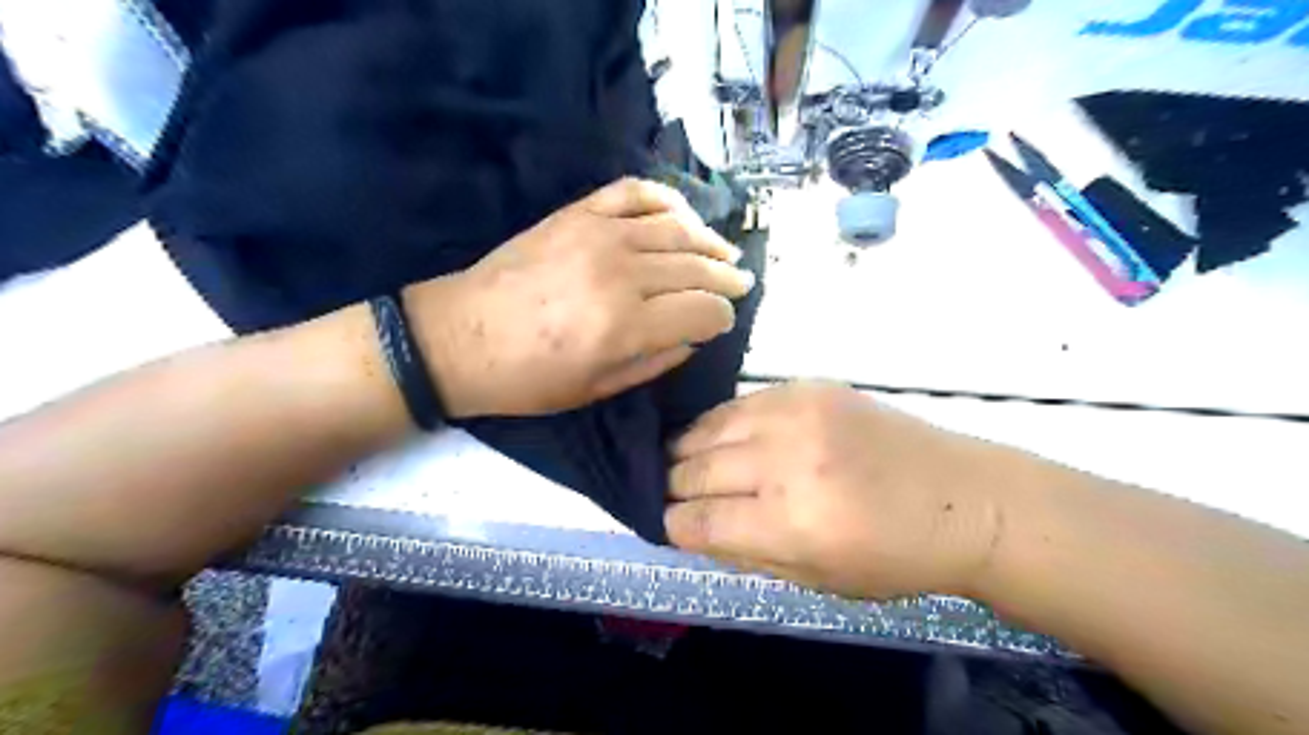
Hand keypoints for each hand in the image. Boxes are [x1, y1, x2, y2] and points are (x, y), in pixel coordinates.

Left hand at [406, 178, 750, 417]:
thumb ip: (655, 361)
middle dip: (727, 278)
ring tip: (724, 252)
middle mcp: (621, 274)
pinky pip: (635, 193)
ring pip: (676, 228)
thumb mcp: (596, 390)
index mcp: (625, 326)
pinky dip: (666, 199)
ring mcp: (599, 235)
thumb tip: (694, 335)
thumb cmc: (527, 378)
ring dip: (708, 241)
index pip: (703, 311)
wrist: (458, 337)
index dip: (722, 317)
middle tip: (742, 283)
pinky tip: (682, 215)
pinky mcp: (578, 214)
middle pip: (697, 267)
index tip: (723, 321)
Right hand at [666, 382, 1020, 600]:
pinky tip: (722, 437)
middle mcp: (785, 462)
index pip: (696, 520)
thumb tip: (688, 527)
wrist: (962, 498)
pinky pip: (738, 403)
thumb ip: (743, 553)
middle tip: (672, 492)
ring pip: (706, 428)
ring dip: (687, 450)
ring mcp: (796, 415)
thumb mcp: (815, 580)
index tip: (670, 524)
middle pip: (692, 470)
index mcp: (789, 523)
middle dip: (672, 486)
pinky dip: (720, 423)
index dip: (673, 524)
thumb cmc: (893, 556)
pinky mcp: (807, 386)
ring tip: (686, 461)